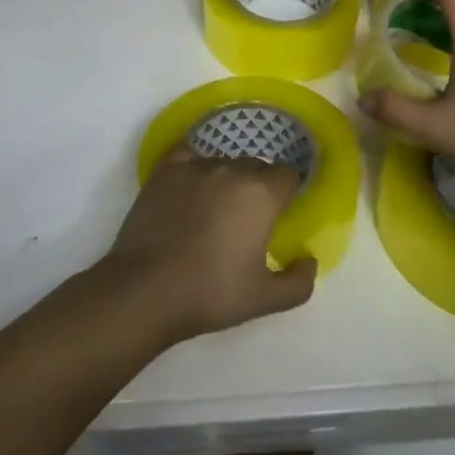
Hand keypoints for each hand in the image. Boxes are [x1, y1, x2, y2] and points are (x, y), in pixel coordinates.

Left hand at [103, 146, 317, 344]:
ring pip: (222, 161)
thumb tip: (309, 259)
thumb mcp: (265, 299)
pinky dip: (193, 164)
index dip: (287, 193)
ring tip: (215, 209)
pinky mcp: (164, 171)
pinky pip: (187, 155)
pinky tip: (190, 185)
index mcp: (261, 194)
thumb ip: (299, 282)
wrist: (146, 289)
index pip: (287, 176)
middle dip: (258, 187)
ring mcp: (194, 166)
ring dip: (226, 178)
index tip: (280, 215)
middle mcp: (231, 169)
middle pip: (255, 167)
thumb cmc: (211, 293)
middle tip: (247, 220)